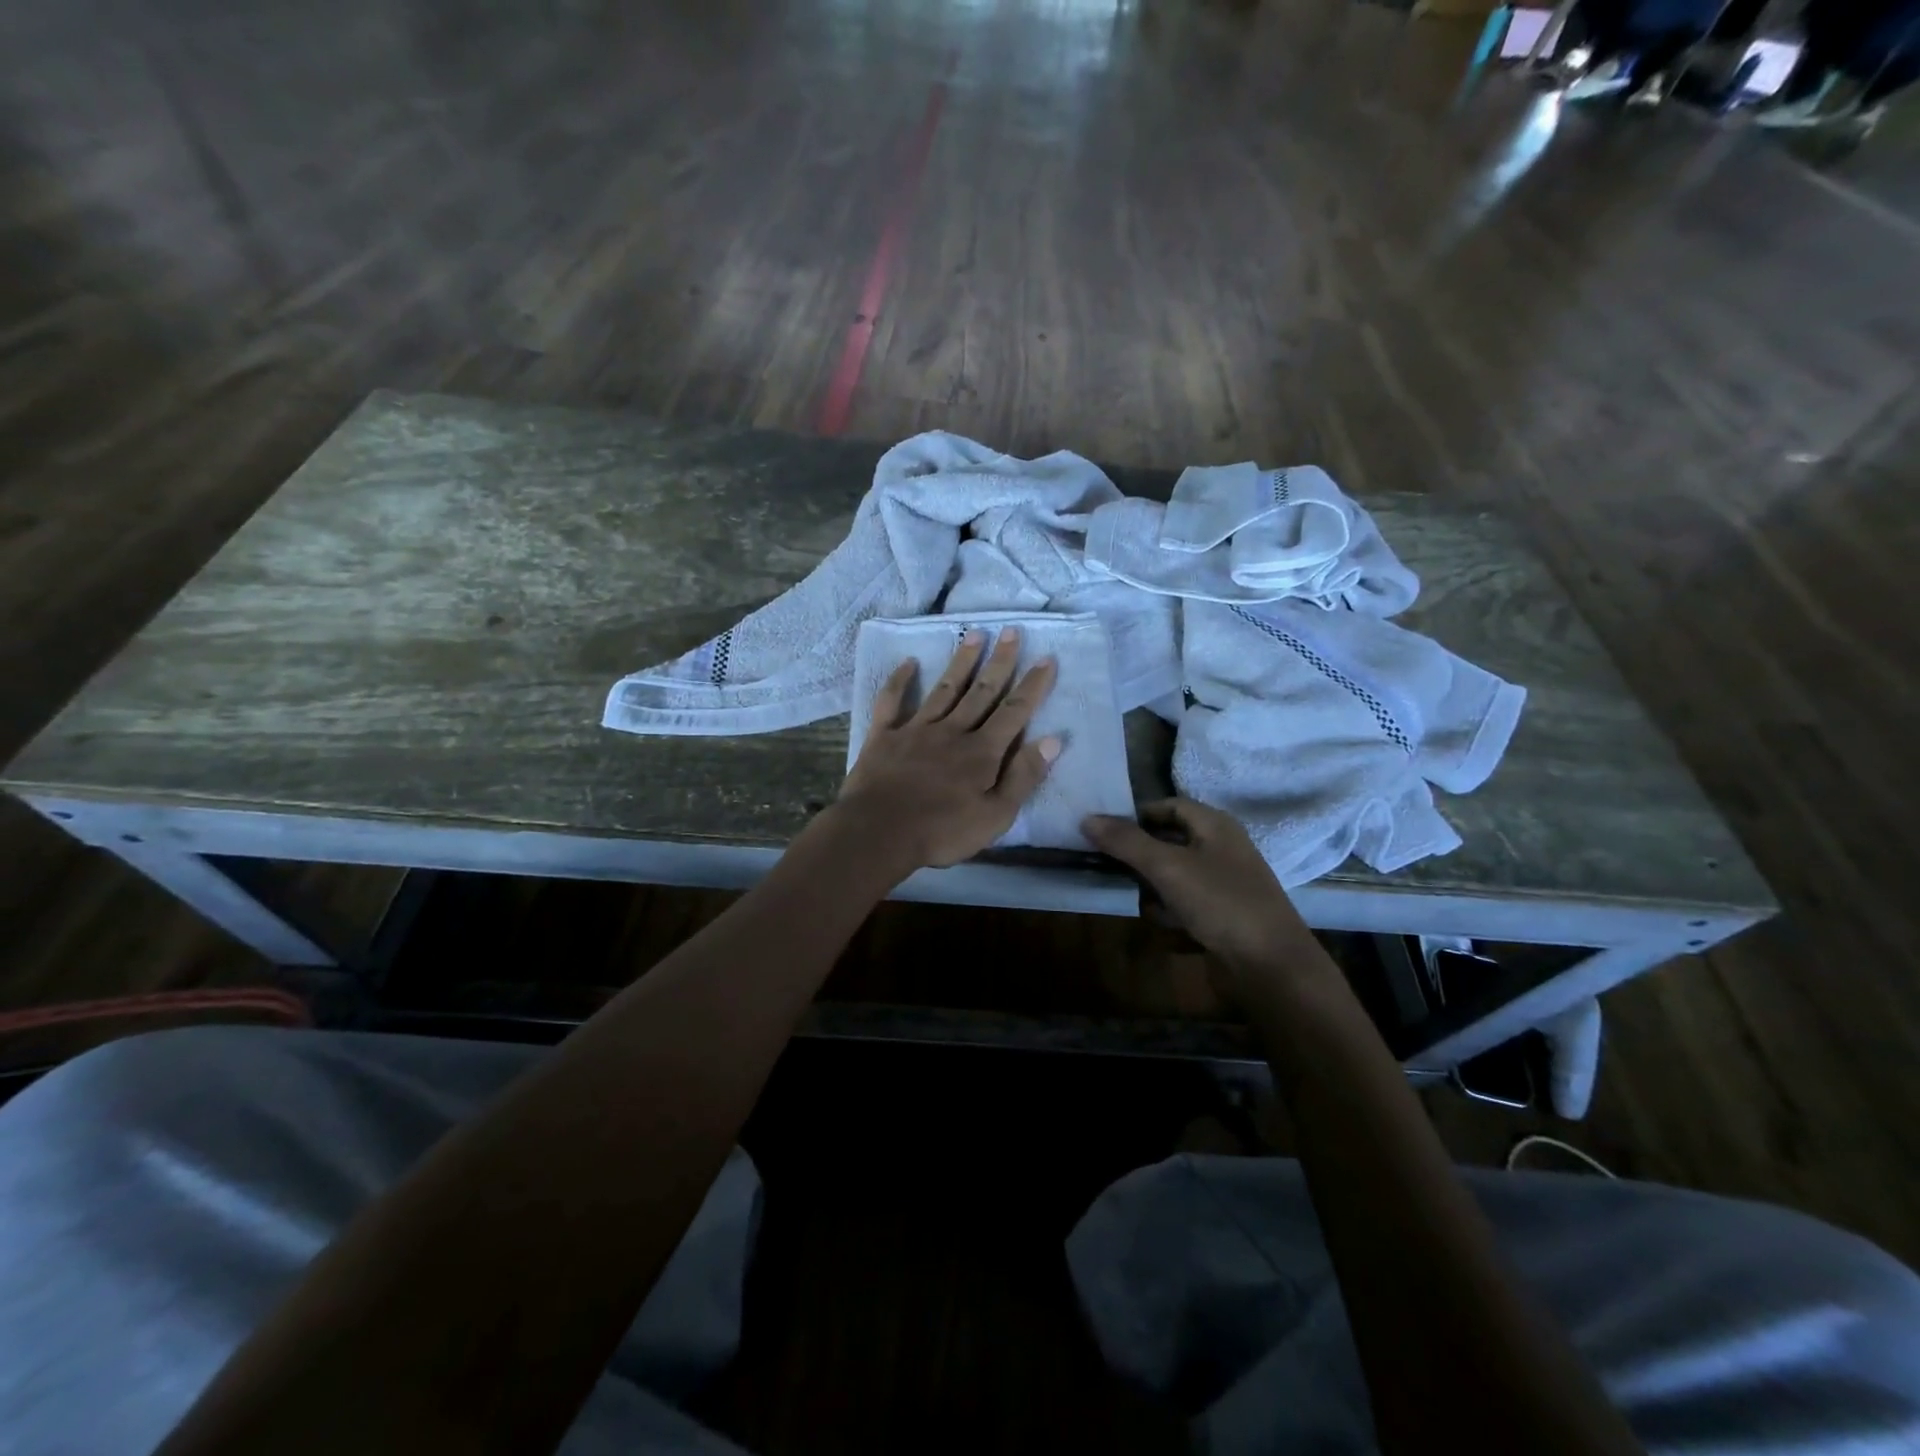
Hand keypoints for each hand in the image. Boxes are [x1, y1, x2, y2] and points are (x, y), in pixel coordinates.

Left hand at [833, 628, 1059, 871]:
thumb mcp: (995, 816)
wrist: (878, 832)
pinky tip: (908, 663)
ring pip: (945, 689)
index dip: (1032, 686)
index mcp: (982, 752)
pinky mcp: (885, 736)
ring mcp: (916, 729)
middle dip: (1000, 661)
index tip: (1046, 658)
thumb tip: (1052, 740)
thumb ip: (1023, 777)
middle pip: (982, 691)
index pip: (1014, 712)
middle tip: (1012, 631)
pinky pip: (892, 702)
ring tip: (975, 635)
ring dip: (961, 662)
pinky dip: (900, 681)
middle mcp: (952, 731)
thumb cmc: (941, 831)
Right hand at [1083, 798, 1334, 1000]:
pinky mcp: (1224, 913)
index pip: (1168, 805)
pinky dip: (1170, 908)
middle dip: (1139, 852)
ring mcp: (1224, 882)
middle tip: (1107, 863)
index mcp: (1215, 825)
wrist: (1271, 966)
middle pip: (1170, 839)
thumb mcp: (1168, 867)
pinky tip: (1161, 921)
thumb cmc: (1221, 903)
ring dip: (1152, 884)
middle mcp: (1221, 847)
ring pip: (1175, 873)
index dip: (1137, 814)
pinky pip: (1186, 901)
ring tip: (1133, 895)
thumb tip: (1087, 818)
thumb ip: (1126, 842)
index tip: (1104, 831)